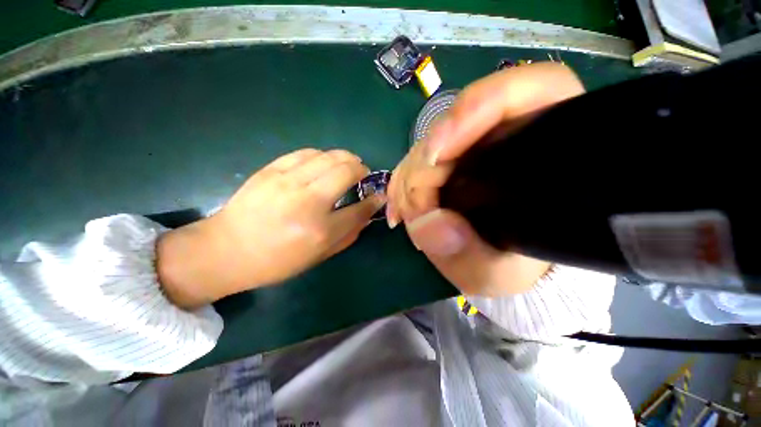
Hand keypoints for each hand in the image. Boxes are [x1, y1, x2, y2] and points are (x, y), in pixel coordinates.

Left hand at [158, 149, 384, 307]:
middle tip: (363, 174)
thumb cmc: (276, 261)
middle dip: (362, 169)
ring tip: (349, 164)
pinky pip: (306, 153)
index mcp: (320, 230)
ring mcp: (288, 181)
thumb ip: (348, 235)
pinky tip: (324, 162)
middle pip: (347, 172)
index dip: (375, 199)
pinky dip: (322, 155)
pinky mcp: (271, 170)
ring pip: (329, 156)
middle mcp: (308, 201)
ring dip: (346, 158)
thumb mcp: (318, 256)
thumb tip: (367, 215)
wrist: (226, 250)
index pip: (360, 208)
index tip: (380, 195)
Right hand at [387, 63, 584, 295]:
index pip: (527, 92)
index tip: (439, 149)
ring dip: (410, 177)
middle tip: (415, 207)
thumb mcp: (497, 275)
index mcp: (542, 151)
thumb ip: (470, 257)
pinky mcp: (448, 163)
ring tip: (406, 214)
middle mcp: (505, 138)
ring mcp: (472, 148)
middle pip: (456, 124)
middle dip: (426, 164)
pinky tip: (400, 208)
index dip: (477, 107)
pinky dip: (403, 182)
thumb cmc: (512, 268)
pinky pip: (416, 161)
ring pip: (431, 144)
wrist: (498, 264)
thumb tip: (430, 225)